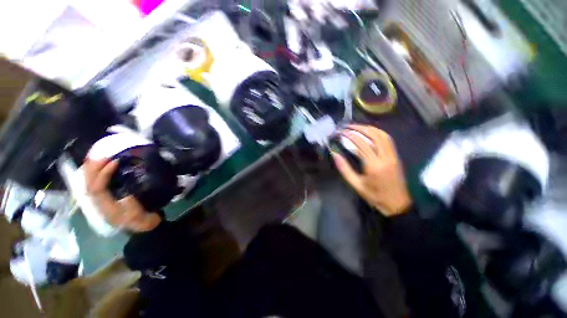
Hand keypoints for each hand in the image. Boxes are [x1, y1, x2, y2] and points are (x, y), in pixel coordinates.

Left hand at [83, 159, 161, 231]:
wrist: (142, 226)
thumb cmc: (141, 220)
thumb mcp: (139, 217)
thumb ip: (132, 208)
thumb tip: (126, 196)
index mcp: (106, 208)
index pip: (97, 188)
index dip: (103, 174)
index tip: (115, 162)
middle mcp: (99, 203)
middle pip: (89, 184)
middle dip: (93, 169)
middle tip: (103, 155)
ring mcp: (102, 199)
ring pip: (90, 183)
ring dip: (92, 169)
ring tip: (99, 157)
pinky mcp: (107, 196)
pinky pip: (97, 182)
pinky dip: (96, 173)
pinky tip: (101, 166)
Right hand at [332, 124, 411, 216]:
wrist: (397, 204)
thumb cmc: (374, 196)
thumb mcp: (356, 185)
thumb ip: (344, 169)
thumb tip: (335, 154)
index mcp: (373, 166)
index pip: (361, 145)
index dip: (350, 136)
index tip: (341, 132)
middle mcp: (385, 158)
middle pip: (373, 136)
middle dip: (359, 128)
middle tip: (348, 126)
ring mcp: (393, 156)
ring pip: (382, 135)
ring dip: (369, 128)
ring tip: (357, 127)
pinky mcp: (396, 156)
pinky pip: (388, 140)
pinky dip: (378, 133)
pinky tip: (370, 132)